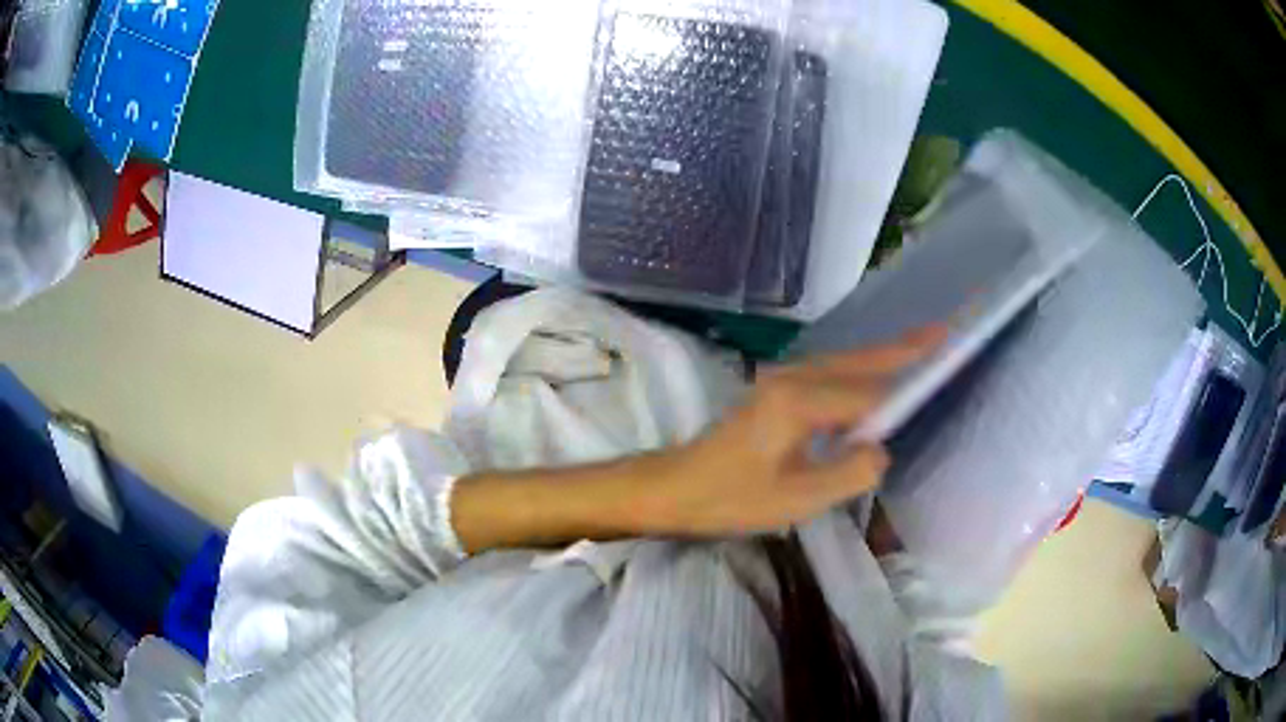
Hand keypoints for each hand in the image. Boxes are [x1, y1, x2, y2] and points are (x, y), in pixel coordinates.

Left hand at [631, 328, 944, 535]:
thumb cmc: (730, 498)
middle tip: (943, 333)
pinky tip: (875, 377)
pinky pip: (831, 374)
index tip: (945, 371)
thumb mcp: (796, 500)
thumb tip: (881, 449)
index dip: (906, 393)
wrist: (675, 487)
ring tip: (922, 346)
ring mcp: (783, 379)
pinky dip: (861, 370)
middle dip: (903, 348)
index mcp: (801, 400)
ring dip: (884, 355)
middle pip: (861, 361)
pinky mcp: (778, 390)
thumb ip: (850, 473)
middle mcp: (795, 377)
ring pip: (846, 363)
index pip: (870, 395)